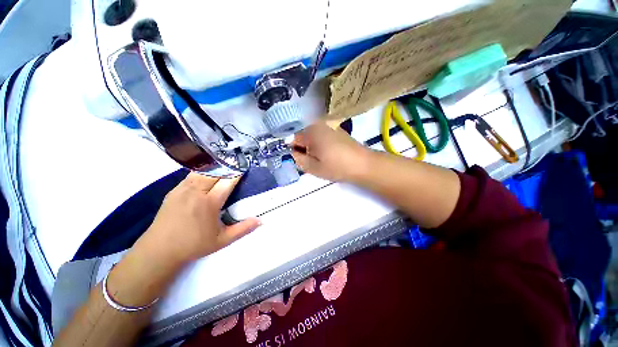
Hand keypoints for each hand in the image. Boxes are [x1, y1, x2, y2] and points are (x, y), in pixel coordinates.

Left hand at [132, 173, 260, 267]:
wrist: (159, 250)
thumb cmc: (193, 245)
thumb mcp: (222, 240)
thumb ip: (243, 229)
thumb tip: (260, 221)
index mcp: (209, 203)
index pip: (227, 181)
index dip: (237, 172)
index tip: (244, 166)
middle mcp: (196, 192)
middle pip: (215, 172)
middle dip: (227, 165)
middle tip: (236, 161)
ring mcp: (183, 189)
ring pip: (202, 171)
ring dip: (214, 166)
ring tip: (223, 163)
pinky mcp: (174, 191)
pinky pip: (191, 175)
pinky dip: (202, 171)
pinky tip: (206, 173)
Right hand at [292, 121, 370, 181]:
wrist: (363, 164)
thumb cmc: (337, 167)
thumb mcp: (314, 168)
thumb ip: (300, 160)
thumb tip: (294, 153)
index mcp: (311, 133)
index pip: (294, 139)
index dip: (295, 151)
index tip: (302, 160)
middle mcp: (319, 125)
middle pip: (304, 136)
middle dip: (305, 148)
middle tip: (313, 161)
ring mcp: (330, 127)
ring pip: (314, 136)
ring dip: (314, 147)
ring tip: (322, 159)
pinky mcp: (338, 131)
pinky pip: (323, 136)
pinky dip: (322, 144)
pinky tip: (330, 154)